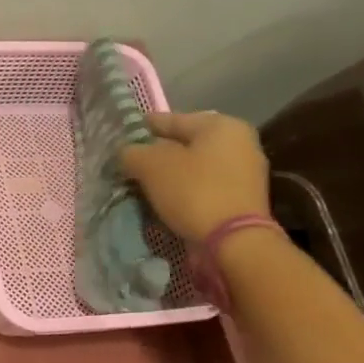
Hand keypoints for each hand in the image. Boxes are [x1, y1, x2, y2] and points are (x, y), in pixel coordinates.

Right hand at [120, 111, 270, 242]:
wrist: (234, 243)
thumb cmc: (194, 192)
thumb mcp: (151, 166)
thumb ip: (132, 152)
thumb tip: (125, 152)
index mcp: (221, 125)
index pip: (170, 119)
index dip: (141, 128)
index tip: (119, 139)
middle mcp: (238, 143)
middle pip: (183, 145)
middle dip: (155, 156)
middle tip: (128, 167)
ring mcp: (243, 173)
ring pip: (193, 169)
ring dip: (168, 177)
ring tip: (141, 188)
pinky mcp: (241, 201)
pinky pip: (202, 189)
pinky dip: (182, 194)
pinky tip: (163, 204)